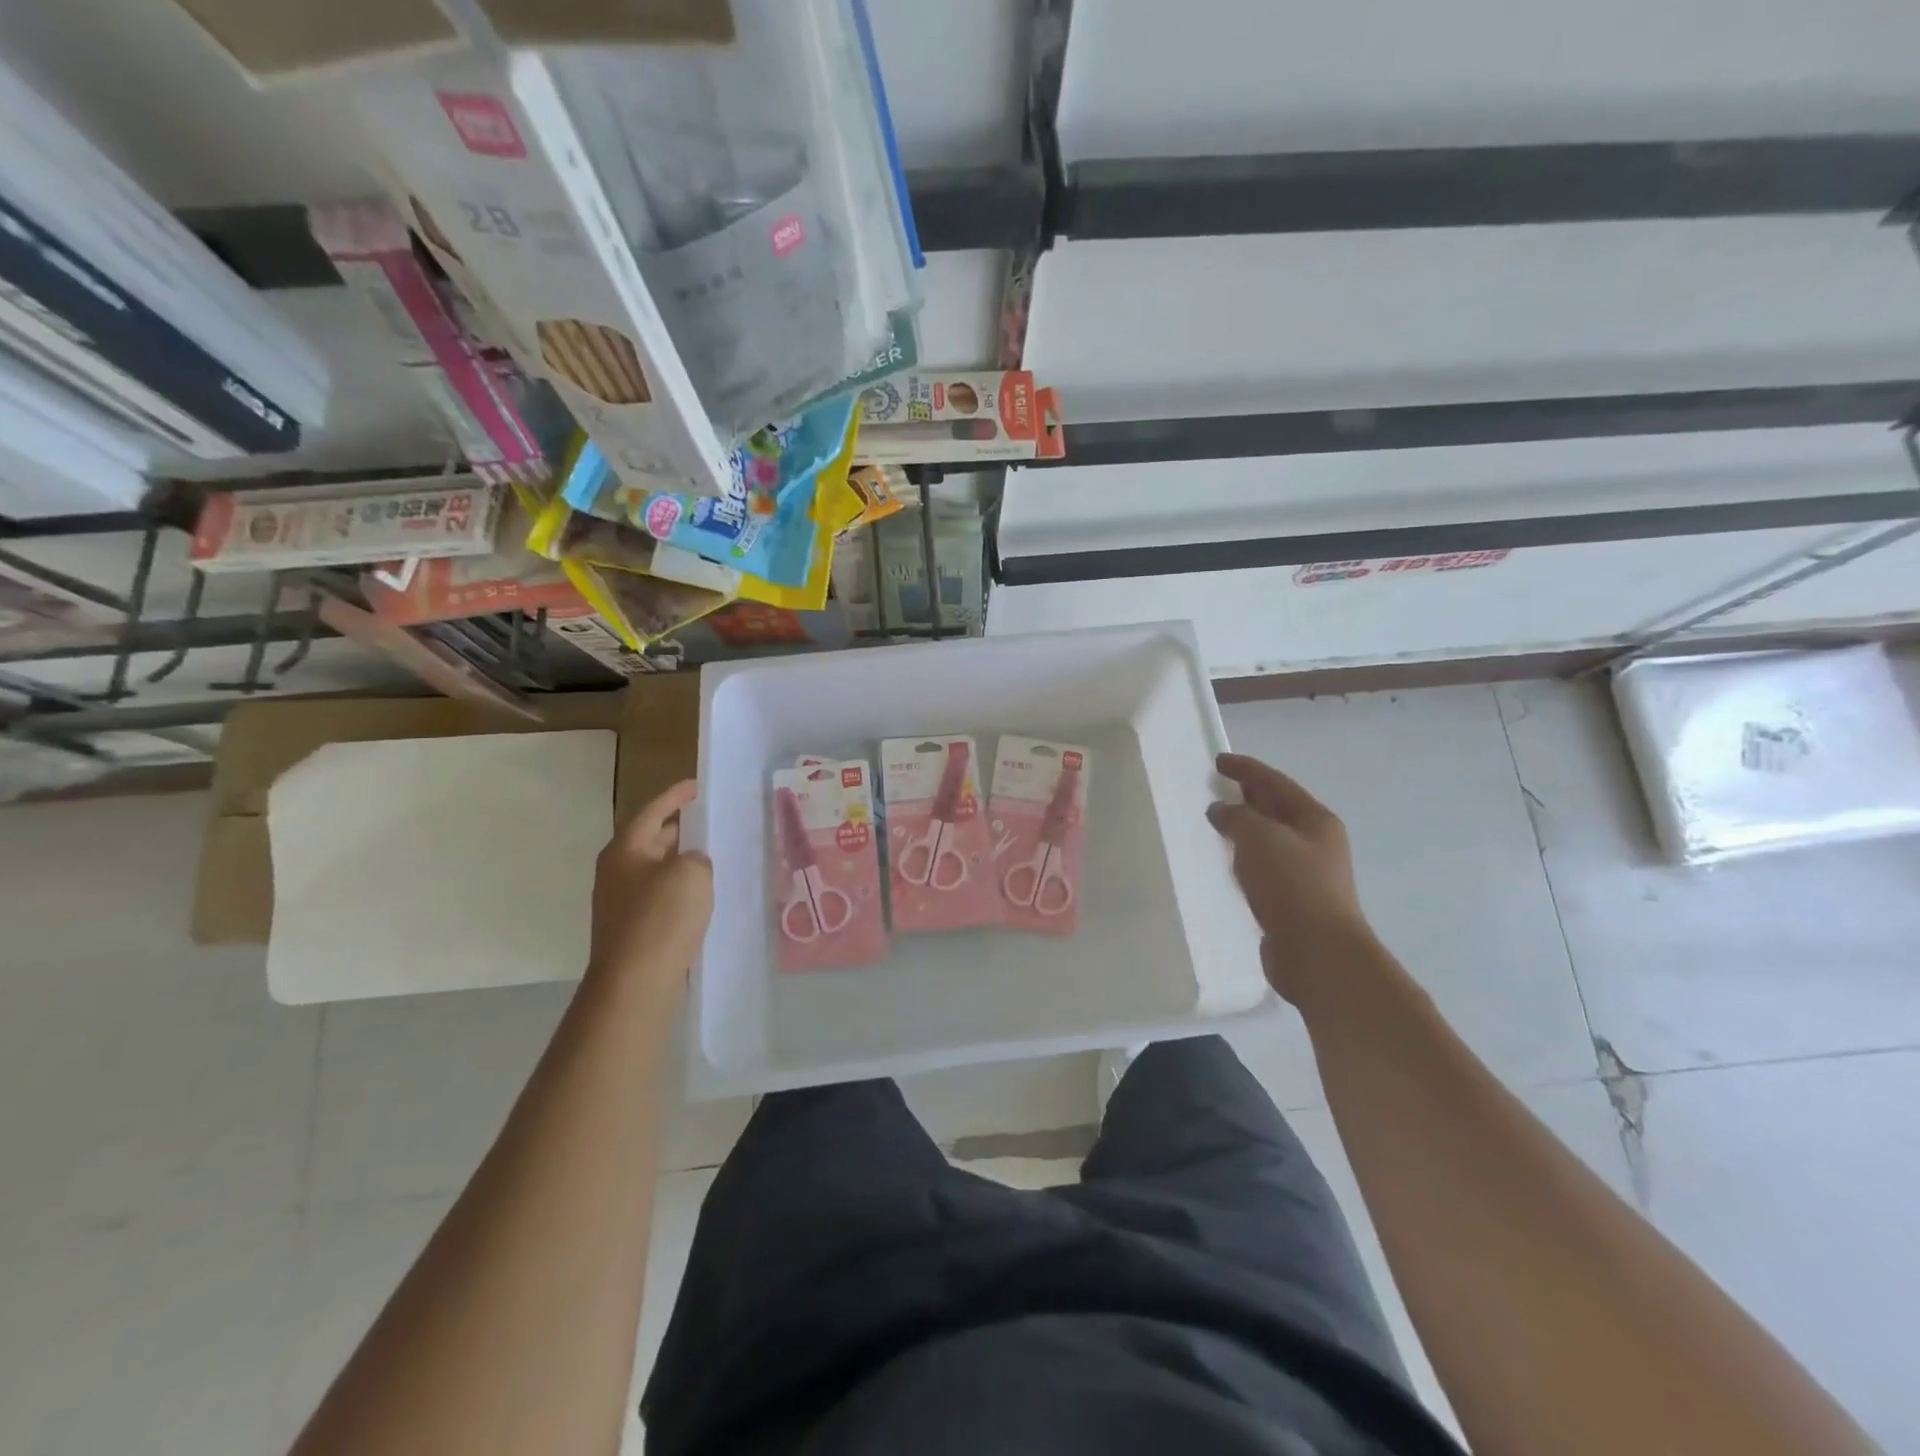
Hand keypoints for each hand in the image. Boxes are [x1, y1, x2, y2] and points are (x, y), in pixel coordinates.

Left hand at [589, 780, 712, 987]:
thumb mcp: (691, 872)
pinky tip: (703, 896)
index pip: (652, 811)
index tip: (697, 786)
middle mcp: (617, 872)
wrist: (635, 982)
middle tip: (708, 820)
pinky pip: (660, 897)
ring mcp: (621, 903)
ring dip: (681, 862)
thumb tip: (691, 863)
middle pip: (650, 840)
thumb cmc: (661, 917)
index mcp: (625, 850)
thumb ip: (696, 857)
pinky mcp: (632, 930)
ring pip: (656, 870)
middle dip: (679, 829)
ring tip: (712, 856)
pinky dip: (680, 889)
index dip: (675, 796)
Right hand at [1207, 753, 1378, 1004]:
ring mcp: (1306, 873)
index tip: (1218, 761)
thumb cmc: (1292, 885)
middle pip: (1276, 809)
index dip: (1246, 769)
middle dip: (1247, 796)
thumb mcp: (1260, 838)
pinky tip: (1226, 863)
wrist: (1317, 952)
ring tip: (1215, 823)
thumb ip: (1236, 816)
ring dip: (1244, 829)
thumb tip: (1220, 811)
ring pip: (1268, 840)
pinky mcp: (1291, 901)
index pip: (1275, 783)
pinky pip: (1262, 868)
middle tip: (1215, 787)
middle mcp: (1315, 842)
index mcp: (1315, 820)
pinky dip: (1244, 858)